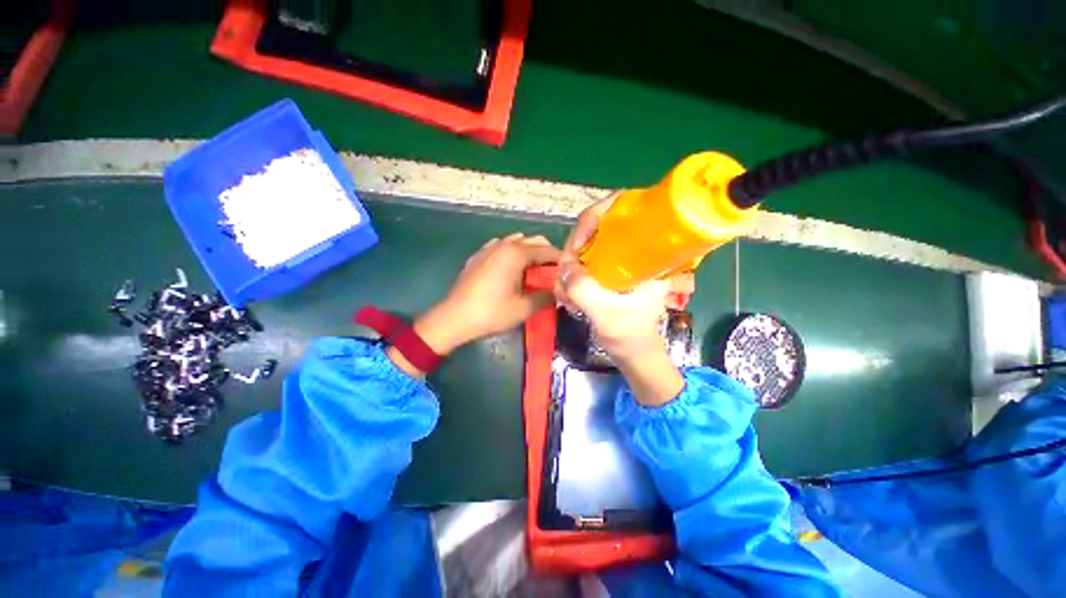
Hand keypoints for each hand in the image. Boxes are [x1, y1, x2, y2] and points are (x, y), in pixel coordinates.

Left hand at [391, 234, 559, 375]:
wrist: (454, 317)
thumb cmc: (491, 312)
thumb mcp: (524, 308)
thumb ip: (545, 297)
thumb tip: (557, 292)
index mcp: (517, 253)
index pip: (548, 250)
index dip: (562, 260)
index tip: (571, 271)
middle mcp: (504, 244)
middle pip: (533, 241)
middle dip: (547, 253)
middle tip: (554, 272)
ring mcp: (489, 248)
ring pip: (517, 241)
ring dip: (530, 252)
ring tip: (535, 271)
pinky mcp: (479, 256)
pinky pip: (502, 247)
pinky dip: (513, 253)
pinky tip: (512, 269)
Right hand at [554, 195, 693, 358]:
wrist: (635, 353)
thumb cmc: (630, 336)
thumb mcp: (606, 314)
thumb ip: (583, 289)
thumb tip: (563, 265)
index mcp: (648, 252)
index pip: (623, 209)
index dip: (595, 217)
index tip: (577, 243)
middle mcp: (634, 249)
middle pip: (598, 226)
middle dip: (575, 247)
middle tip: (564, 271)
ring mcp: (620, 260)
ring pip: (587, 245)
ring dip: (570, 264)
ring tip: (564, 290)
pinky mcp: (609, 271)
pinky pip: (584, 260)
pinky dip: (572, 273)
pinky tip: (567, 292)